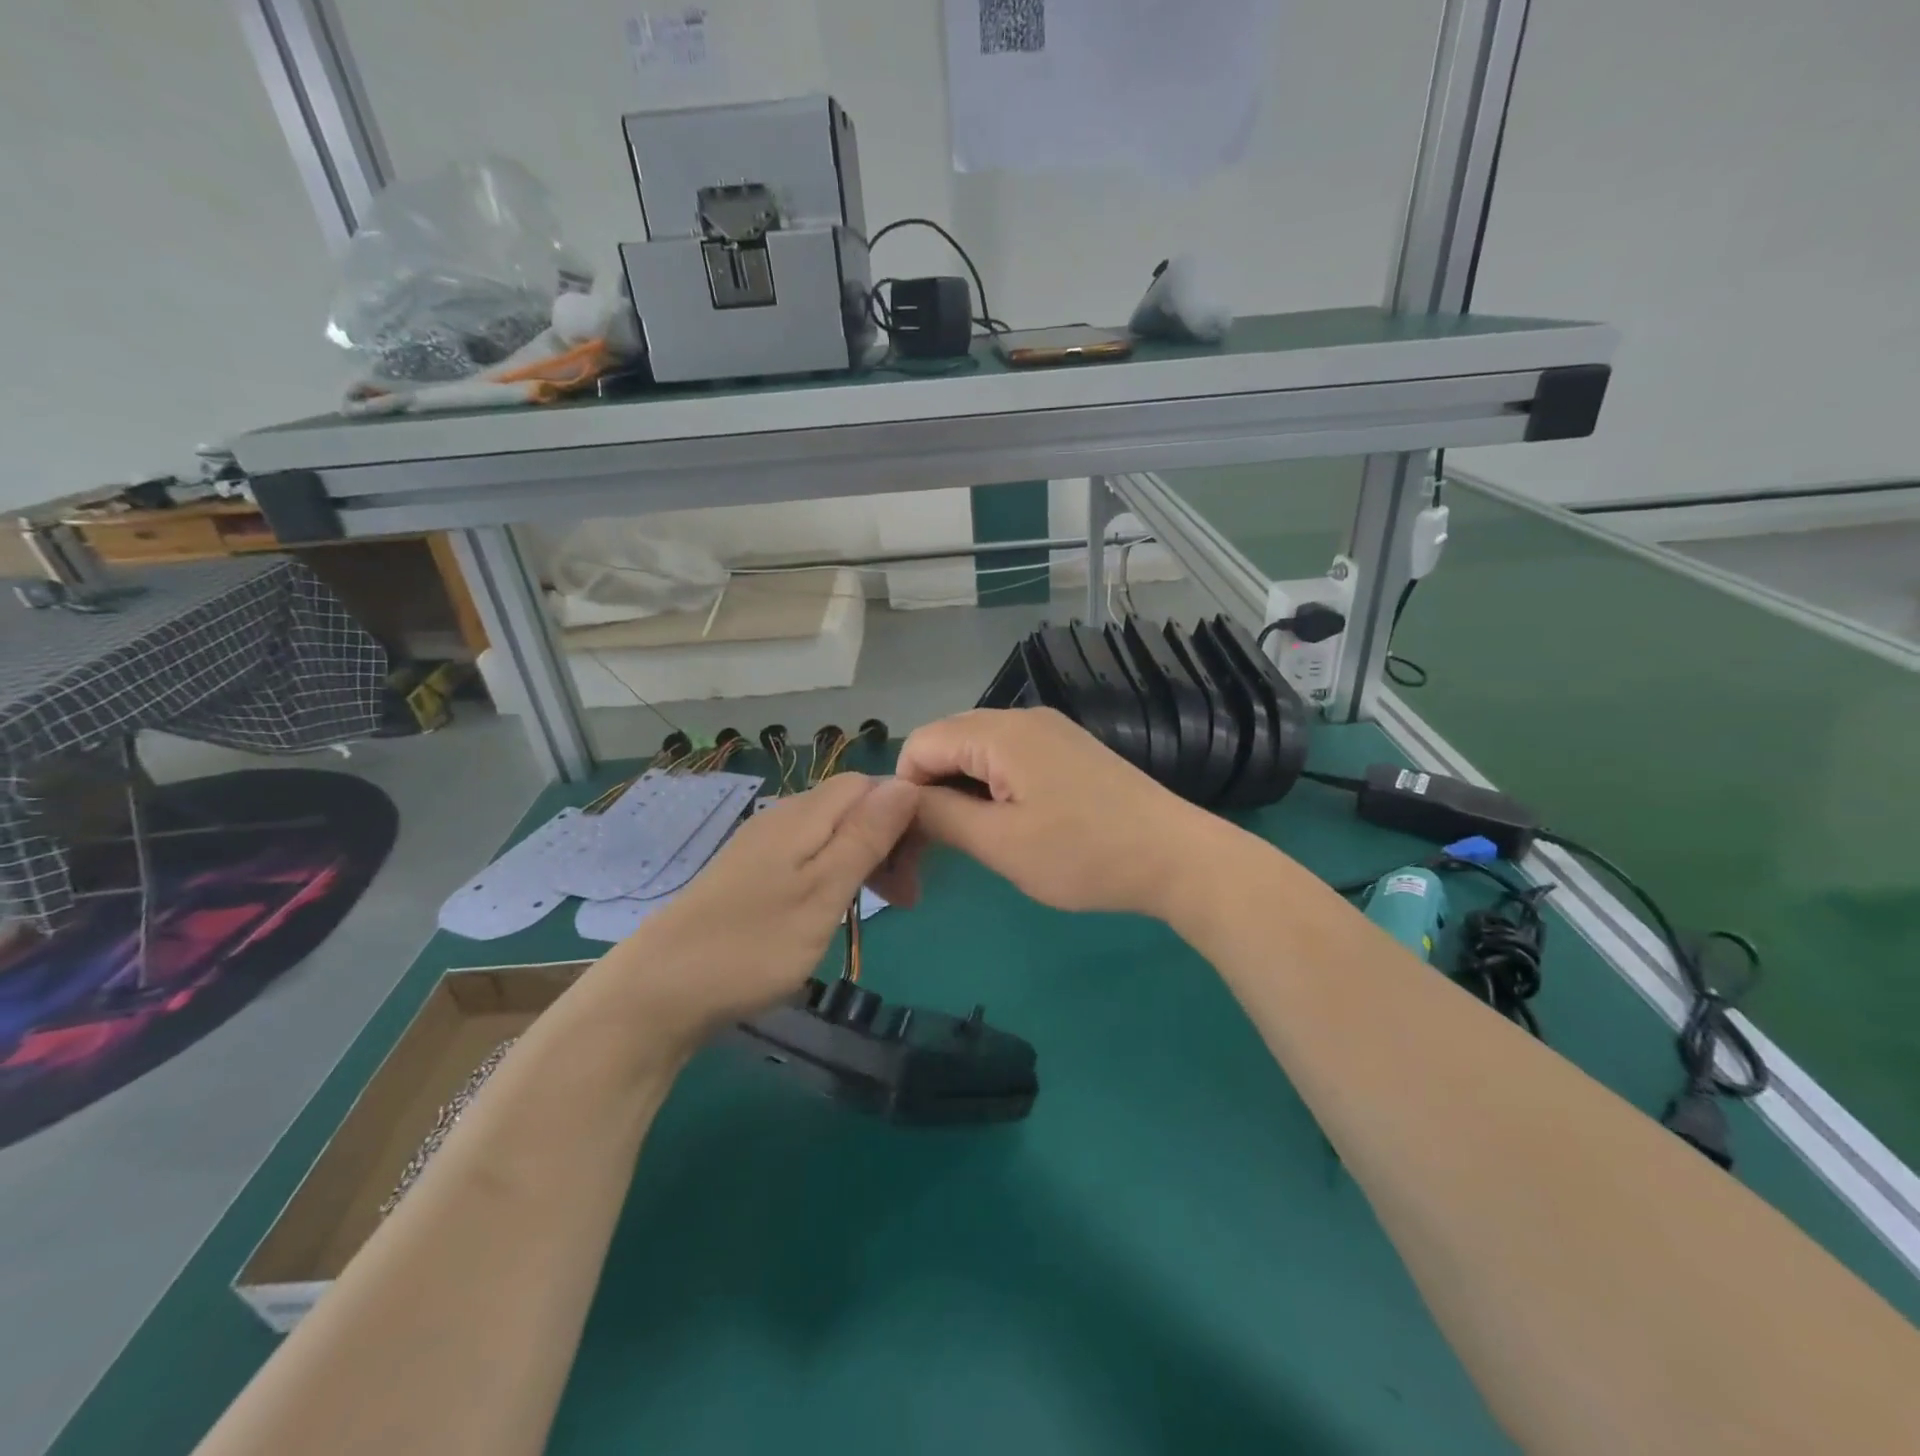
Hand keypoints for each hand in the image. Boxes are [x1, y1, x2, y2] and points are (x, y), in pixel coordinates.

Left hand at [607, 773, 919, 1044]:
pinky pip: (807, 856)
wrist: (660, 991)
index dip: (903, 814)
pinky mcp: (749, 874)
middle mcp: (783, 817)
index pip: (869, 785)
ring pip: (831, 834)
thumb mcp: (824, 892)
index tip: (918, 865)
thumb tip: (906, 783)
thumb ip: (866, 836)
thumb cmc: (754, 944)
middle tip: (904, 899)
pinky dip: (833, 876)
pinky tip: (832, 911)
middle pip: (851, 807)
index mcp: (804, 814)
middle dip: (887, 841)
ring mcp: (762, 846)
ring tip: (877, 910)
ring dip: (864, 862)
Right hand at [892, 707, 1220, 917]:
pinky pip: (1009, 758)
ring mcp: (1050, 731)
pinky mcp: (1068, 750)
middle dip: (930, 791)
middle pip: (947, 743)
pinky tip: (1008, 823)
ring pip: (977, 752)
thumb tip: (900, 800)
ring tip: (974, 840)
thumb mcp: (1001, 843)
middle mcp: (1022, 717)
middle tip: (935, 850)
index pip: (920, 744)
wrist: (1176, 857)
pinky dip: (992, 788)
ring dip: (961, 792)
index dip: (905, 792)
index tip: (913, 842)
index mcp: (1000, 731)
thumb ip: (939, 815)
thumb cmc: (1084, 854)